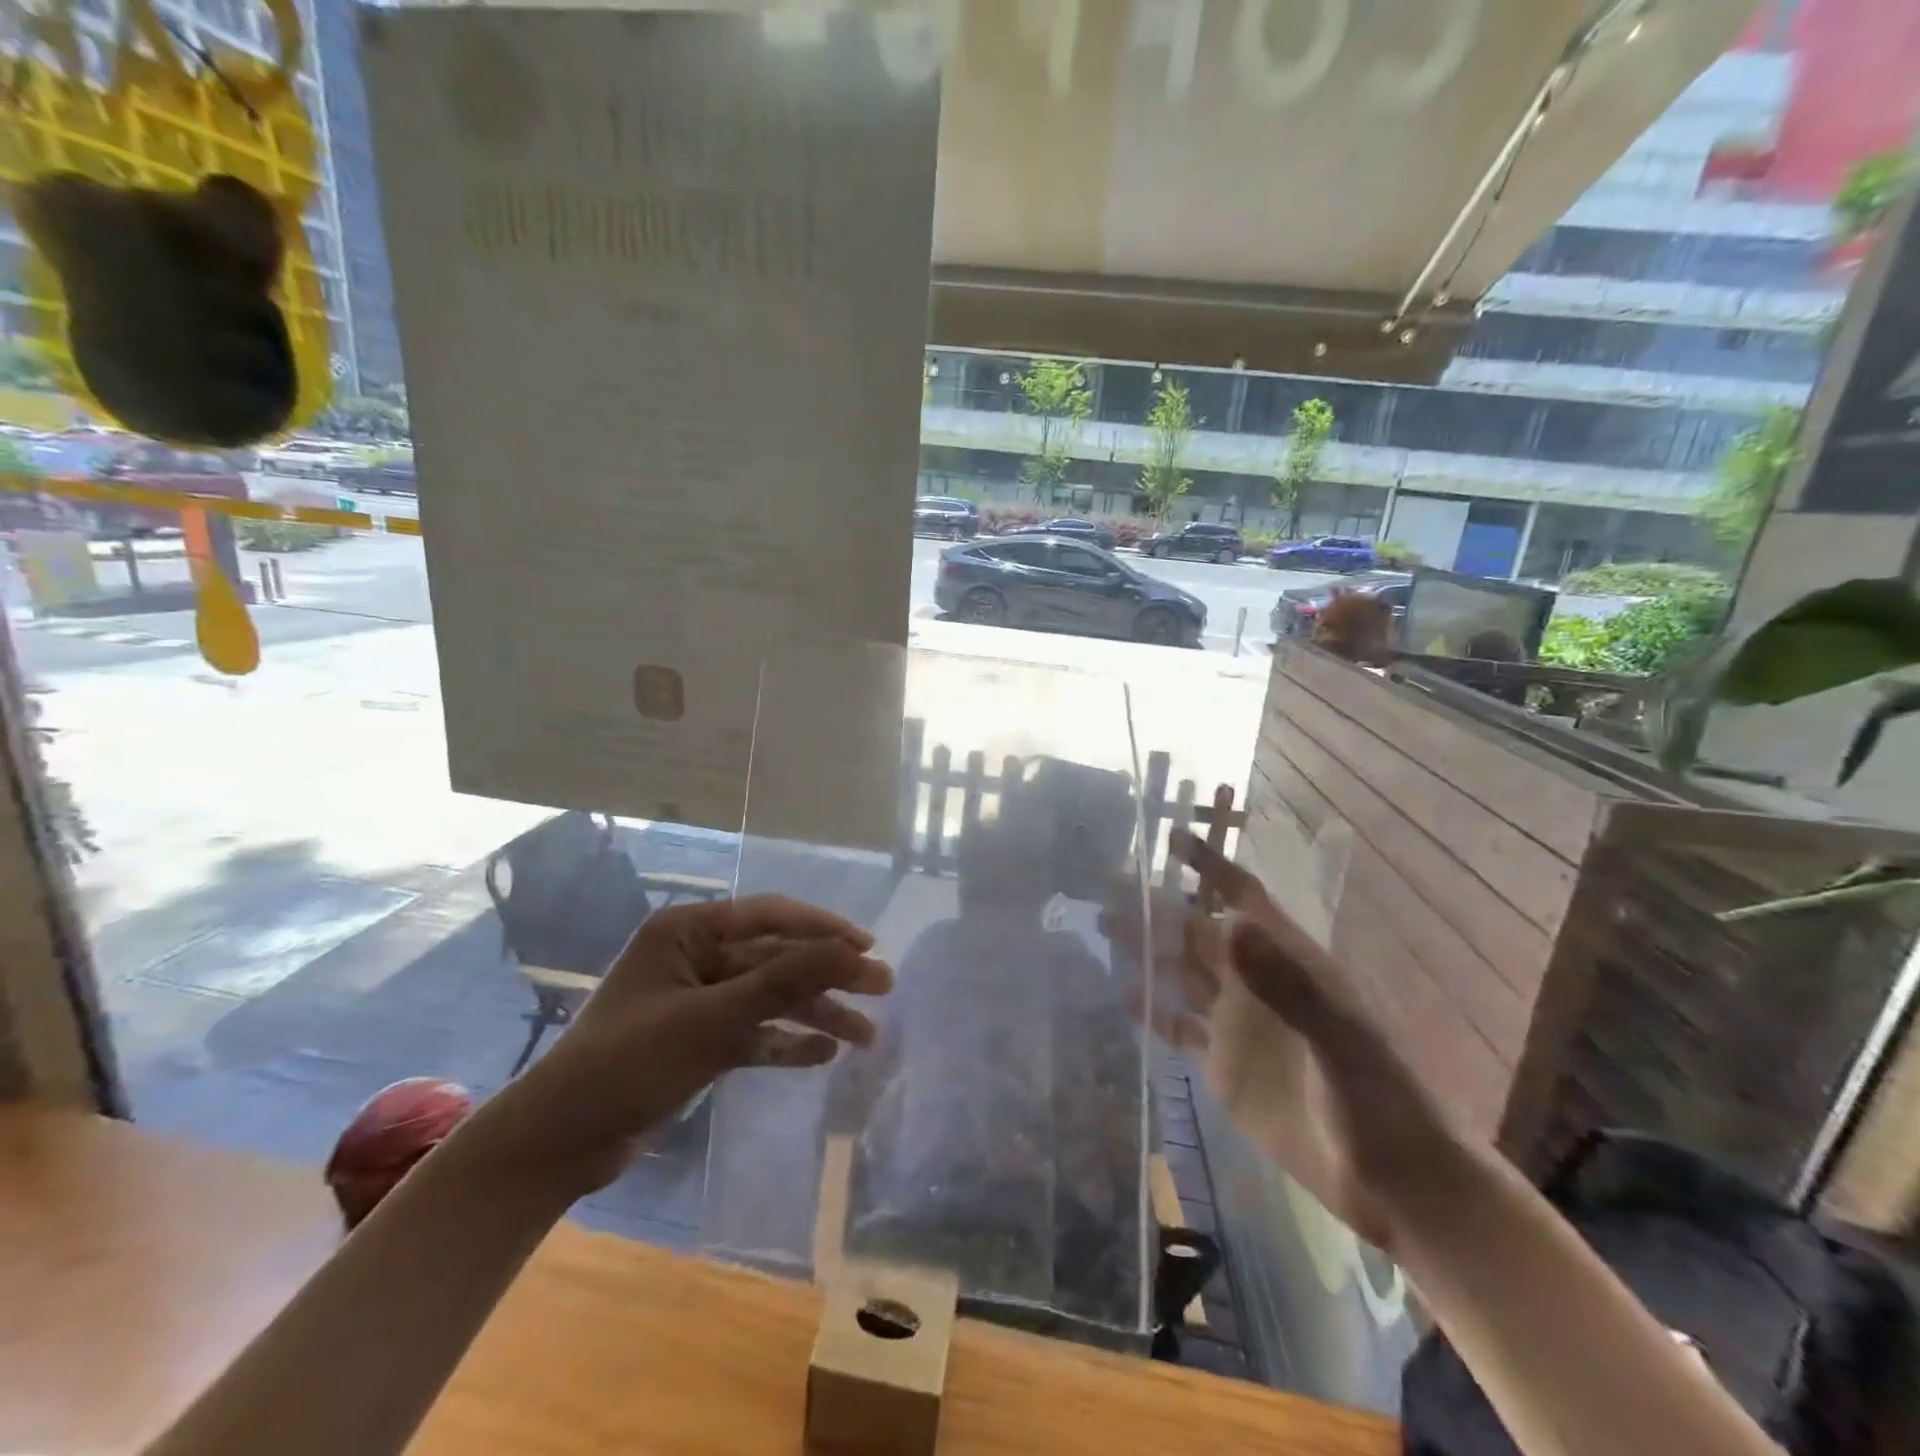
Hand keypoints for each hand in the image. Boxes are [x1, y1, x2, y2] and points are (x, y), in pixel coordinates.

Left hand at [491, 894, 890, 1196]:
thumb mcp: (714, 1018)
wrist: (559, 1142)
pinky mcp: (696, 1039)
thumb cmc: (632, 1061)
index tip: (869, 947)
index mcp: (688, 929)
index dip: (825, 929)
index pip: (772, 916)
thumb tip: (855, 951)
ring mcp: (696, 998)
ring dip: (815, 1013)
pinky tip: (823, 1054)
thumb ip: (785, 981)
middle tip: (882, 989)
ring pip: (770, 997)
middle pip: (777, 958)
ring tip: (866, 1036)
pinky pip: (753, 1031)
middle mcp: (695, 954)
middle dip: (828, 976)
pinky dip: (785, 1041)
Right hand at [1107, 832, 1465, 1254]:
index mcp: (1288, 961)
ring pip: (1182, 971)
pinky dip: (1151, 1009)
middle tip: (1109, 881)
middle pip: (1198, 931)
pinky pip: (1179, 1026)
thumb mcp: (1340, 1038)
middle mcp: (1255, 982)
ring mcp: (1237, 1023)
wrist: (1394, 1181)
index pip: (1242, 898)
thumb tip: (1229, 922)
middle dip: (1157, 905)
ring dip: (1147, 948)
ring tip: (1104, 924)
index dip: (1210, 867)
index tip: (1170, 839)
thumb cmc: (1380, 1098)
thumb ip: (1286, 984)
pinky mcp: (1224, 1065)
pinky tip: (1123, 993)